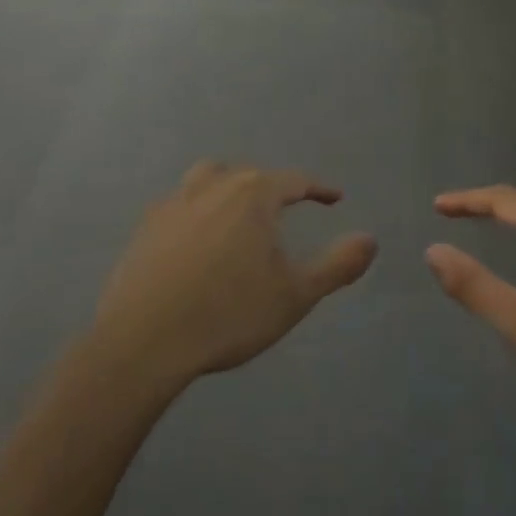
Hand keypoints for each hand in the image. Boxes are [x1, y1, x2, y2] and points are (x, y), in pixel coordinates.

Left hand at [93, 162, 377, 387]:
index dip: (319, 189)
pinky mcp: (145, 227)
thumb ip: (338, 265)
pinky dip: (197, 212)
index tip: (334, 197)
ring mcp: (173, 204)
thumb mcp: (296, 294)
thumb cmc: (229, 314)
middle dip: (272, 187)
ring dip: (228, 189)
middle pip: (248, 174)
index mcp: (252, 194)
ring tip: (237, 213)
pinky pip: (179, 206)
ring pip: (207, 180)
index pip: (294, 181)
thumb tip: (371, 240)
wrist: (144, 341)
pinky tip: (196, 240)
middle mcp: (212, 186)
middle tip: (286, 208)